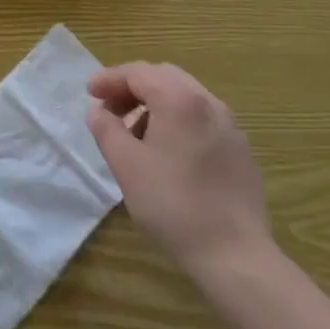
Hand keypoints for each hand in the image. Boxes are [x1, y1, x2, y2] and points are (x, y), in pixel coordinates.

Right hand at [87, 63, 273, 275]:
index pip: (138, 72)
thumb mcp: (126, 165)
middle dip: (132, 87)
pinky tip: (167, 153)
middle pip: (163, 77)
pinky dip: (177, 120)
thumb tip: (98, 111)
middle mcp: (208, 102)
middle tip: (110, 109)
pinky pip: (202, 118)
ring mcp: (230, 125)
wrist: (235, 255)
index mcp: (179, 99)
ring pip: (184, 96)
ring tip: (135, 134)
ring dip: (155, 104)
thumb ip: (106, 129)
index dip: (109, 79)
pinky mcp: (240, 149)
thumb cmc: (173, 205)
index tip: (89, 93)